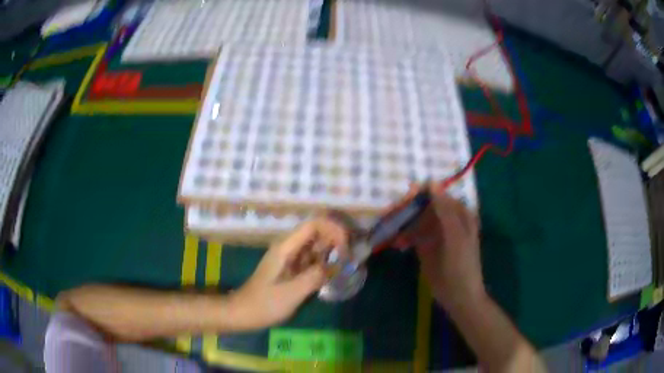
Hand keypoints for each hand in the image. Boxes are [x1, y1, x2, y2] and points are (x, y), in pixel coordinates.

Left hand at [228, 218, 348, 330]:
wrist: (244, 313)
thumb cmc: (265, 304)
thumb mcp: (292, 293)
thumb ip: (315, 277)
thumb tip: (337, 266)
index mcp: (286, 248)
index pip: (313, 225)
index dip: (333, 230)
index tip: (346, 248)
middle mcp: (289, 248)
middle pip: (316, 234)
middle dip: (336, 241)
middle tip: (351, 258)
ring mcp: (290, 259)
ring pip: (315, 247)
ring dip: (332, 253)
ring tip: (347, 266)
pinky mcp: (292, 270)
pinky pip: (312, 261)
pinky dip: (324, 264)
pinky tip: (333, 275)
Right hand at [400, 187, 485, 310]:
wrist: (459, 296)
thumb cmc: (461, 265)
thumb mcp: (455, 236)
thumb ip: (444, 210)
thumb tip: (432, 183)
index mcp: (458, 214)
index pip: (436, 195)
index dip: (420, 195)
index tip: (403, 199)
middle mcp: (446, 220)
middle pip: (424, 207)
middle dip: (407, 210)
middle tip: (389, 215)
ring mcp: (436, 234)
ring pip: (416, 221)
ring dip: (403, 225)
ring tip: (389, 231)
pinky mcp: (426, 247)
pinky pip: (413, 236)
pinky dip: (404, 238)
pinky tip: (397, 244)